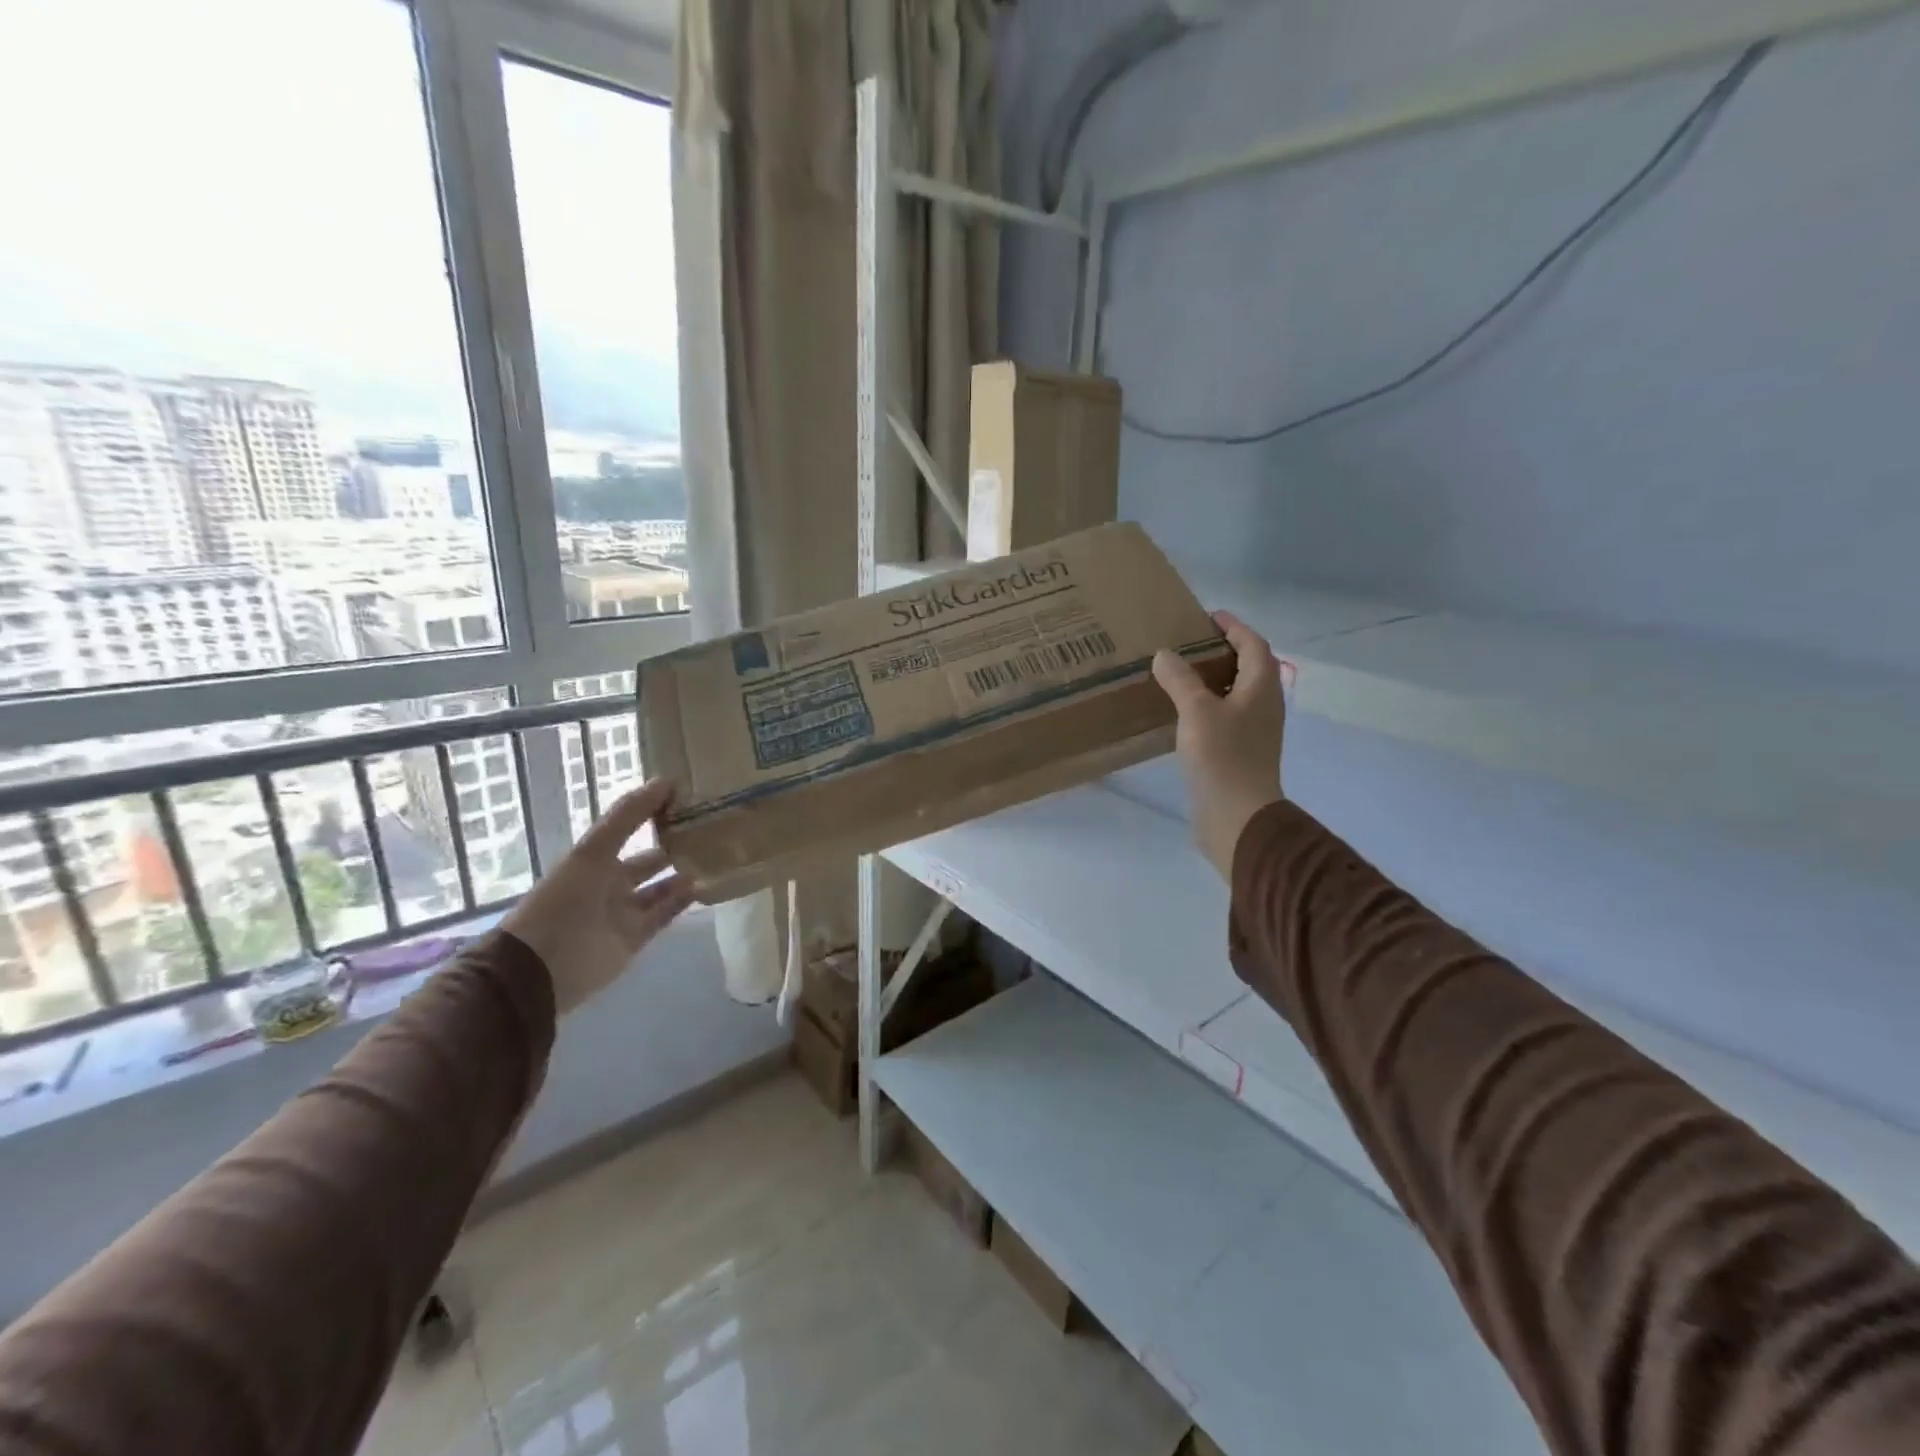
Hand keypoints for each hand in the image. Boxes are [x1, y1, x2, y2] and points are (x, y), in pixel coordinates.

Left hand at [501, 779, 694, 1014]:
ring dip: (684, 873)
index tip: (689, 796)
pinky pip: (665, 915)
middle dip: (675, 845)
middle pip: (649, 860)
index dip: (655, 811)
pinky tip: (706, 885)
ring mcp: (623, 912)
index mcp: (595, 859)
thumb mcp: (593, 852)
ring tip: (717, 856)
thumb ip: (628, 816)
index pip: (630, 828)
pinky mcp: (635, 939)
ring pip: (661, 888)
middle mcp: (610, 883)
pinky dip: (684, 901)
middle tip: (713, 829)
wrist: (540, 969)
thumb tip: (666, 780)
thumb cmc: (563, 901)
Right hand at [1152, 611, 1287, 878]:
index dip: (1233, 627)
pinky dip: (1206, 705)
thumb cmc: (1223, 756)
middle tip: (1188, 643)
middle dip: (1222, 651)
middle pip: (1248, 667)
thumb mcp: (1197, 711)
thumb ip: (1180, 679)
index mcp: (1261, 687)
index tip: (1208, 617)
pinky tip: (1180, 712)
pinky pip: (1224, 716)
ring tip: (1179, 673)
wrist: (1238, 815)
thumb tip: (1165, 655)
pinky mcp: (1240, 752)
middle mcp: (1263, 704)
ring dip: (1212, 679)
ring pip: (1235, 693)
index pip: (1253, 644)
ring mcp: (1254, 730)